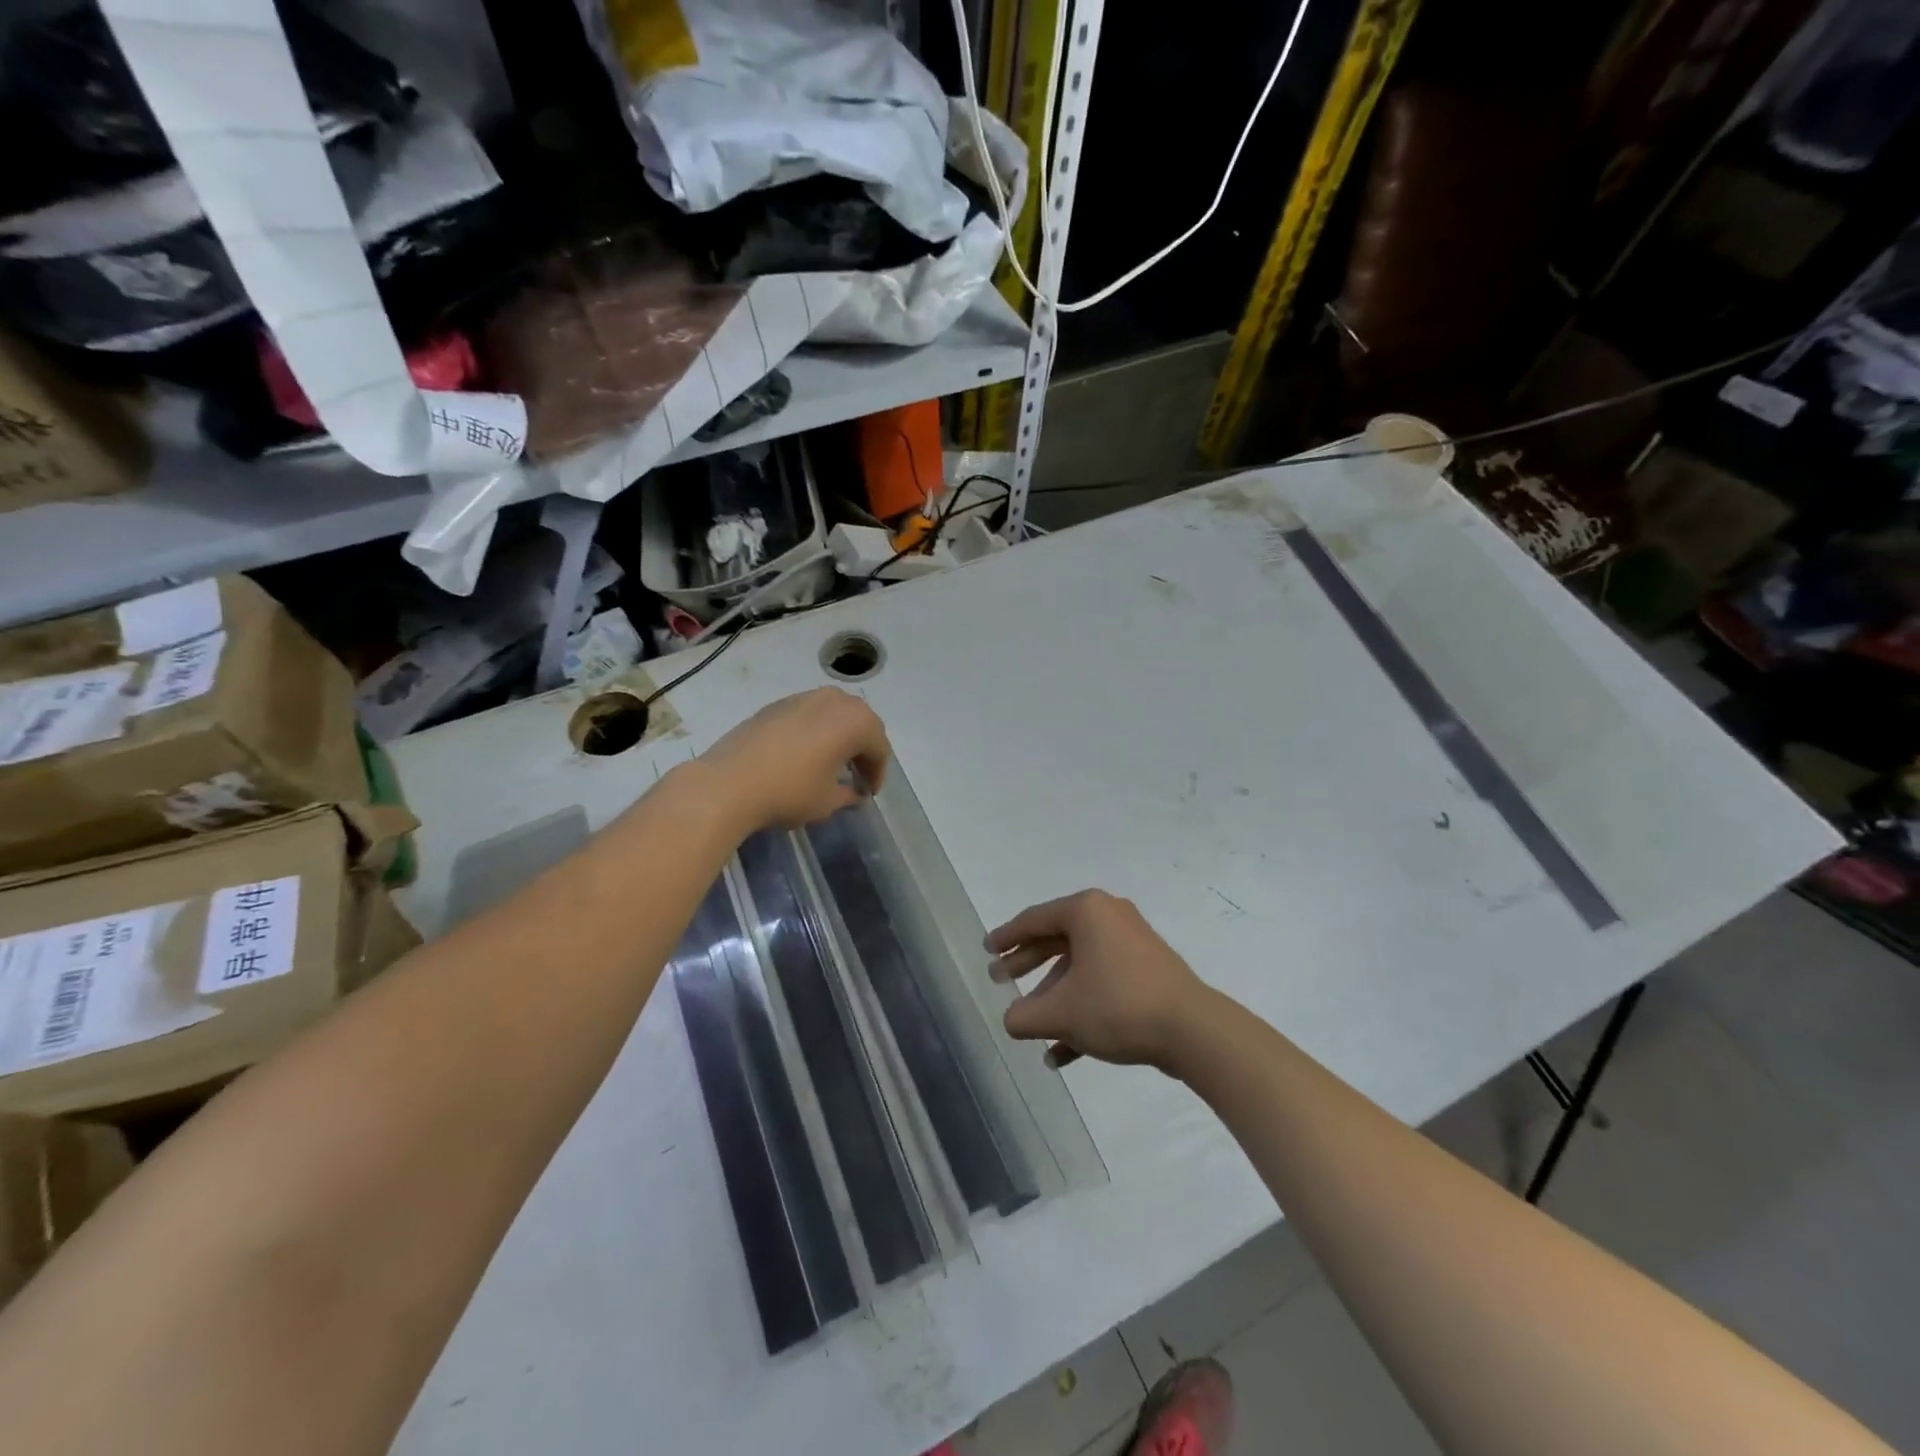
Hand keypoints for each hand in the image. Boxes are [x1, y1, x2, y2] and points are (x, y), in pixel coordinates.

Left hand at [700, 687, 890, 830]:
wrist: (727, 783)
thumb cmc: (789, 791)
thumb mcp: (827, 801)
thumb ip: (848, 794)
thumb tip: (854, 793)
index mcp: (855, 721)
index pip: (879, 747)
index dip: (877, 773)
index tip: (868, 793)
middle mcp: (833, 700)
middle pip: (859, 723)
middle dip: (862, 749)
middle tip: (855, 775)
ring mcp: (802, 697)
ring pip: (833, 714)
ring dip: (838, 736)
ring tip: (830, 763)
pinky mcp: (775, 704)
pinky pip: (808, 715)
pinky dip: (814, 731)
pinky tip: (802, 755)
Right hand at [987, 890, 1212, 1071]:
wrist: (1192, 1031)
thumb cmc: (1117, 1006)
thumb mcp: (1060, 1013)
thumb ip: (1023, 1016)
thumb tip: (1011, 1019)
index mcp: (1086, 911)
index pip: (1034, 919)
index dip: (1006, 937)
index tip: (987, 950)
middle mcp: (1109, 917)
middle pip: (1056, 940)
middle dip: (1026, 965)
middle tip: (1000, 980)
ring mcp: (1132, 944)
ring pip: (1079, 967)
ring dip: (1054, 997)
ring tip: (1032, 1027)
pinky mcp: (1147, 971)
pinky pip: (1103, 984)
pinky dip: (1082, 1010)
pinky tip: (1061, 1054)